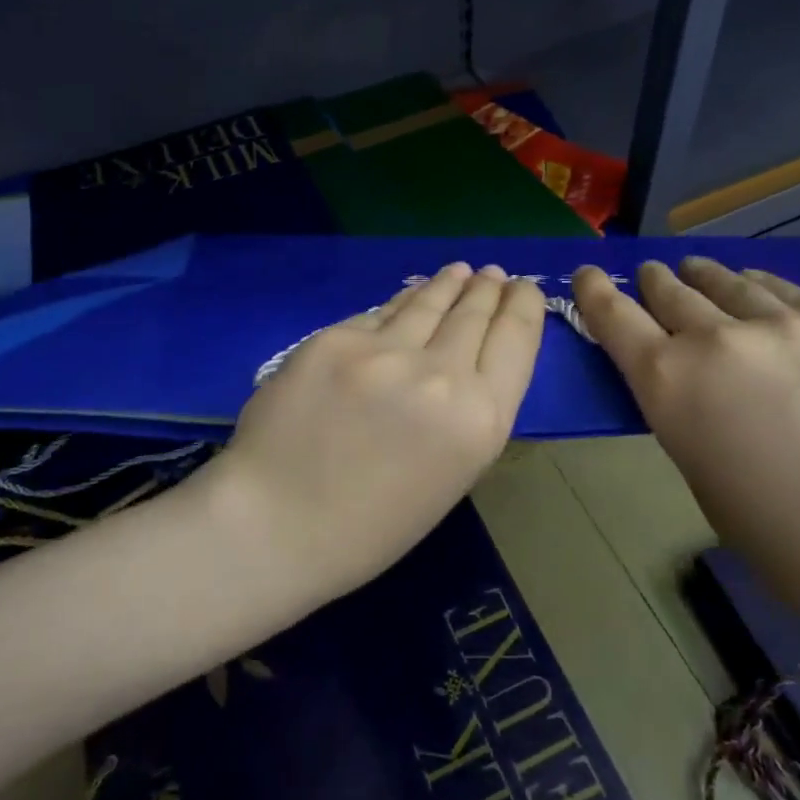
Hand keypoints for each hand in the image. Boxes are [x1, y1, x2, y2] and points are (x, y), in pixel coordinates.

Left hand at [214, 263, 546, 604]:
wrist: (274, 525)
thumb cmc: (369, 528)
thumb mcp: (448, 477)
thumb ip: (465, 413)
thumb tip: (464, 360)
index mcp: (479, 420)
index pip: (516, 340)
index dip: (524, 307)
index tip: (525, 289)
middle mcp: (441, 375)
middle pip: (474, 314)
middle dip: (487, 290)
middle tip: (493, 274)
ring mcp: (384, 351)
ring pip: (427, 302)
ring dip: (448, 284)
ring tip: (459, 272)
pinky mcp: (336, 338)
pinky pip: (378, 315)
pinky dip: (399, 304)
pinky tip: (407, 296)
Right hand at [573, 257, 799, 736]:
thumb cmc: (787, 542)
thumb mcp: (702, 474)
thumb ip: (687, 411)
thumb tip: (695, 382)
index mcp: (670, 384)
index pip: (613, 317)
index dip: (594, 291)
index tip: (587, 274)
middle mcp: (719, 339)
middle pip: (671, 291)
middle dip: (654, 282)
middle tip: (651, 275)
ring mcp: (792, 324)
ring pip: (732, 283)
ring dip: (707, 278)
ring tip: (700, 270)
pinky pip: (795, 297)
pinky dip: (768, 294)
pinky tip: (766, 295)